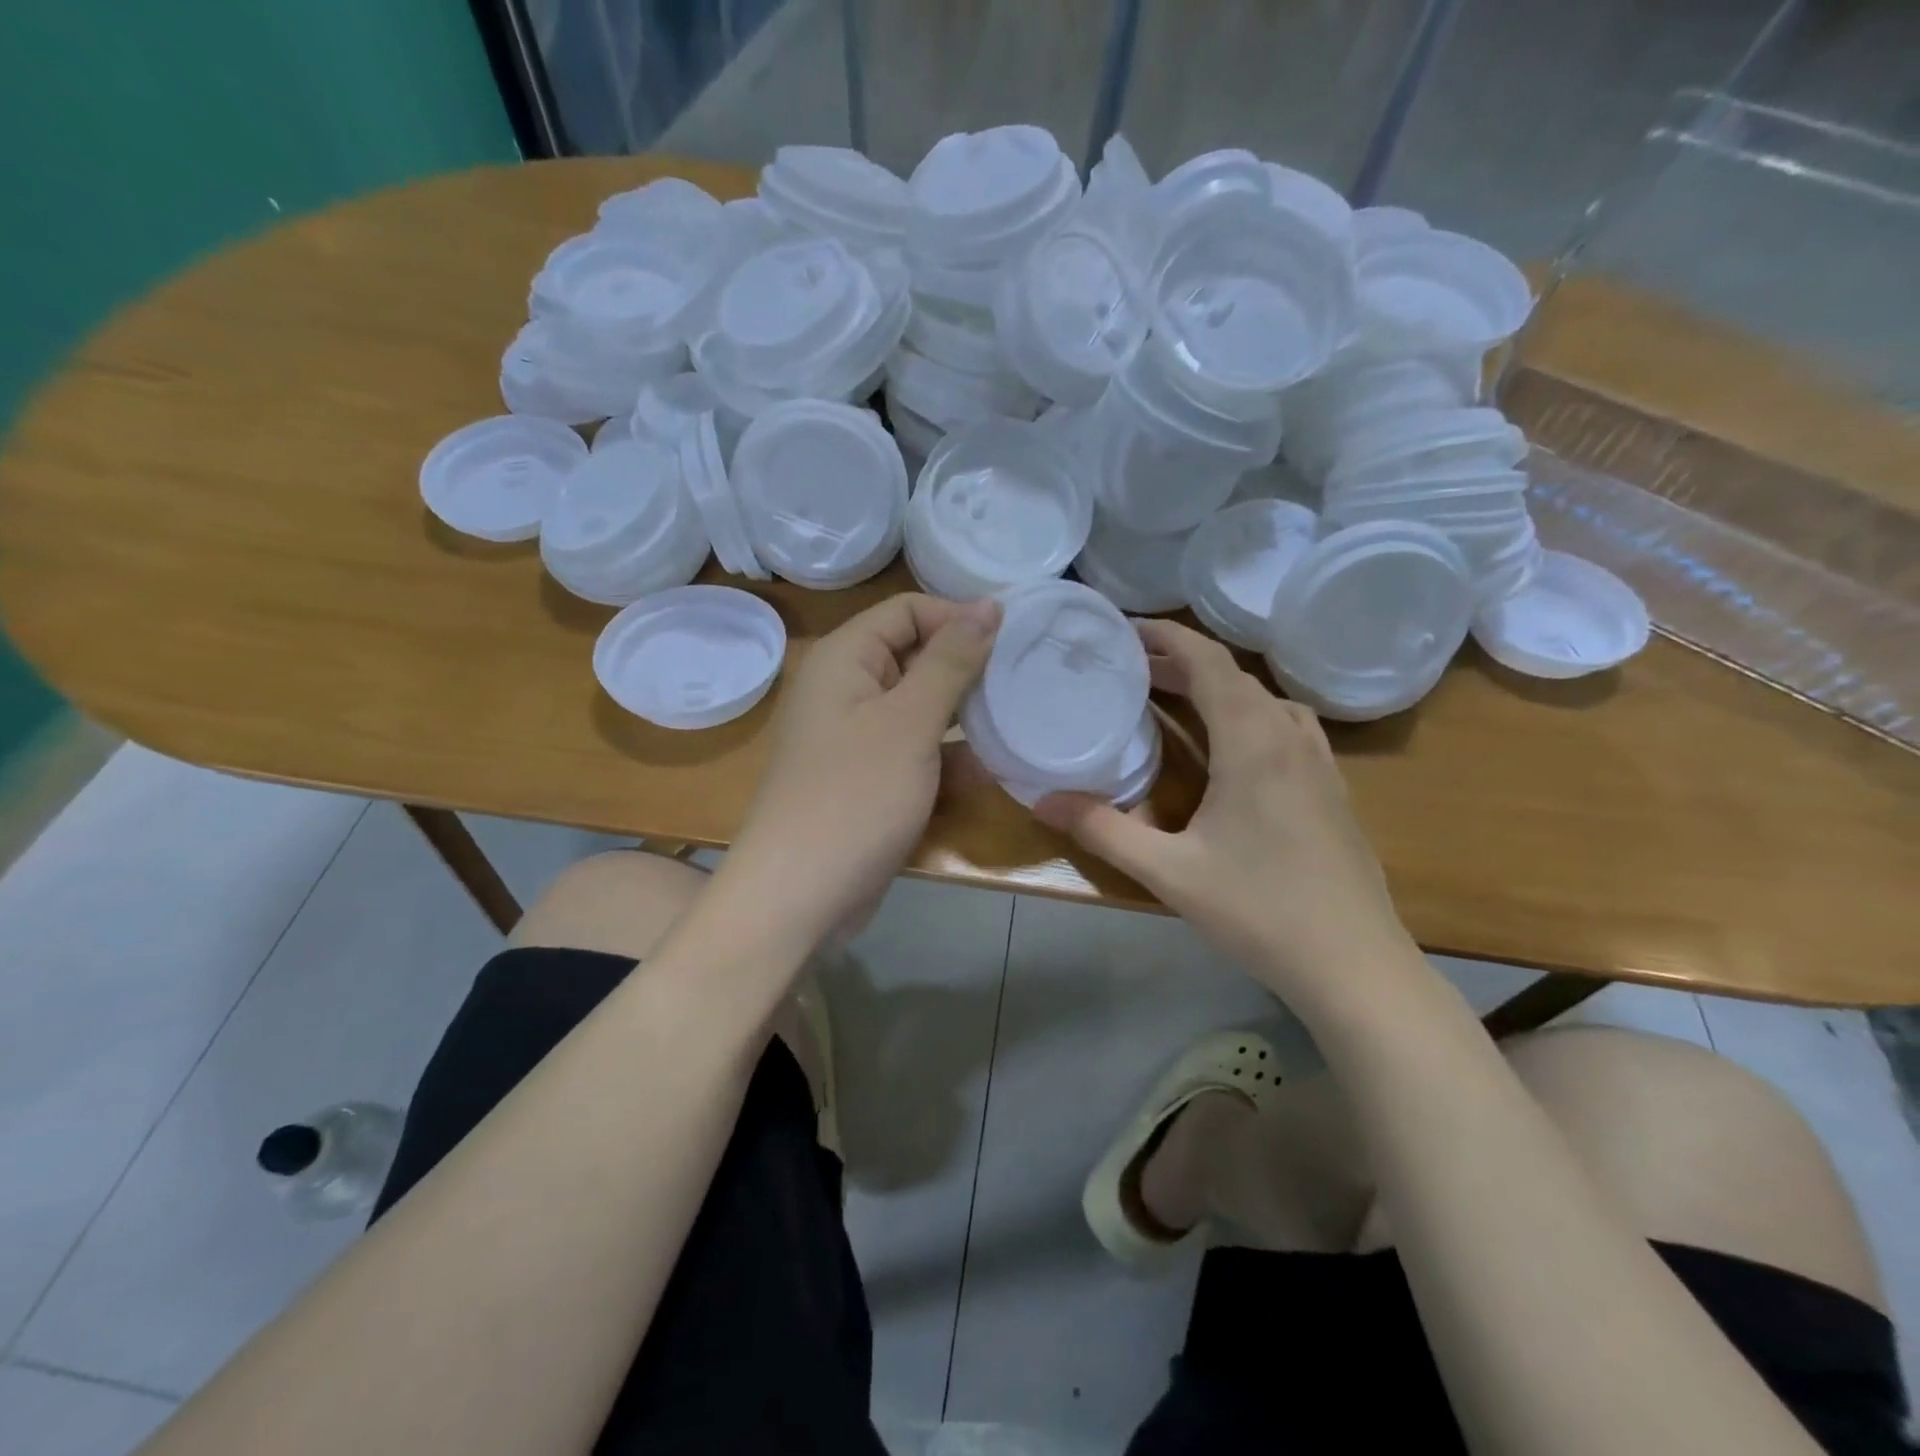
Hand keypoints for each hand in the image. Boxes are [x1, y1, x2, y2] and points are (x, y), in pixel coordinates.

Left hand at [728, 592, 999, 952]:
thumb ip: (951, 661)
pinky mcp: (868, 777)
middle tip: (1024, 683)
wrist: (800, 895)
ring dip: (964, 717)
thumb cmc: (855, 796)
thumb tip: (989, 604)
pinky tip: (988, 771)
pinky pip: (914, 749)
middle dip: (967, 670)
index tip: (1013, 642)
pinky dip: (946, 757)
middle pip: (915, 655)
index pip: (908, 610)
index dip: (958, 618)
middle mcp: (846, 688)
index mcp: (845, 658)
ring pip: (920, 707)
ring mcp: (856, 736)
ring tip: (1017, 723)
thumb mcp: (909, 722)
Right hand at [1036, 620, 1417, 1012]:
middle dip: (1181, 662)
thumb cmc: (1259, 911)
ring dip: (1218, 686)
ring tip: (1176, 698)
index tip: (1125, 629)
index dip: (1167, 637)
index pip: (1209, 663)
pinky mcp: (1332, 788)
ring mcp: (1320, 762)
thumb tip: (1042, 800)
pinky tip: (1234, 746)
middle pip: (1234, 676)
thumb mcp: (1169, 872)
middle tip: (1131, 668)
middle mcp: (1289, 737)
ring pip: (1264, 698)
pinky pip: (1287, 724)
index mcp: (1252, 743)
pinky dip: (1250, 712)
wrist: (1355, 965)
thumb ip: (1103, 829)